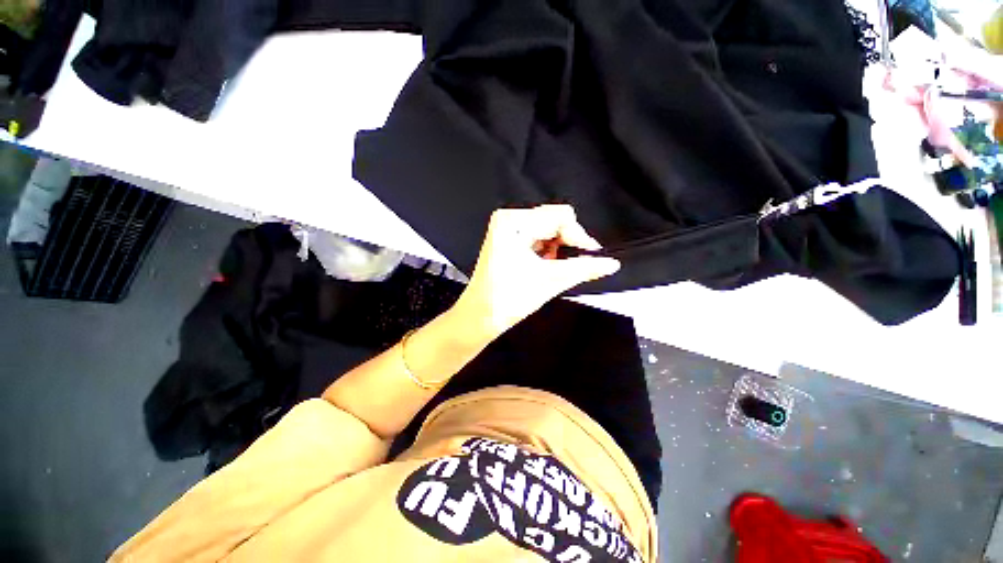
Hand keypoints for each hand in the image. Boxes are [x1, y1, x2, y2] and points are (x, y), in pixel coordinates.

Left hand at [452, 205, 620, 338]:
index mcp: (514, 221)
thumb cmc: (508, 299)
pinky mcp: (508, 240)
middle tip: (571, 265)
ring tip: (551, 269)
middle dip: (567, 243)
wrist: (480, 317)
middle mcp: (509, 219)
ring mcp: (507, 229)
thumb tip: (611, 263)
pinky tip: (543, 267)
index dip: (579, 236)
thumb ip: (583, 269)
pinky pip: (538, 239)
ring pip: (547, 231)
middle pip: (553, 221)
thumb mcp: (550, 281)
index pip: (560, 216)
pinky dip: (547, 252)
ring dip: (557, 249)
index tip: (591, 255)